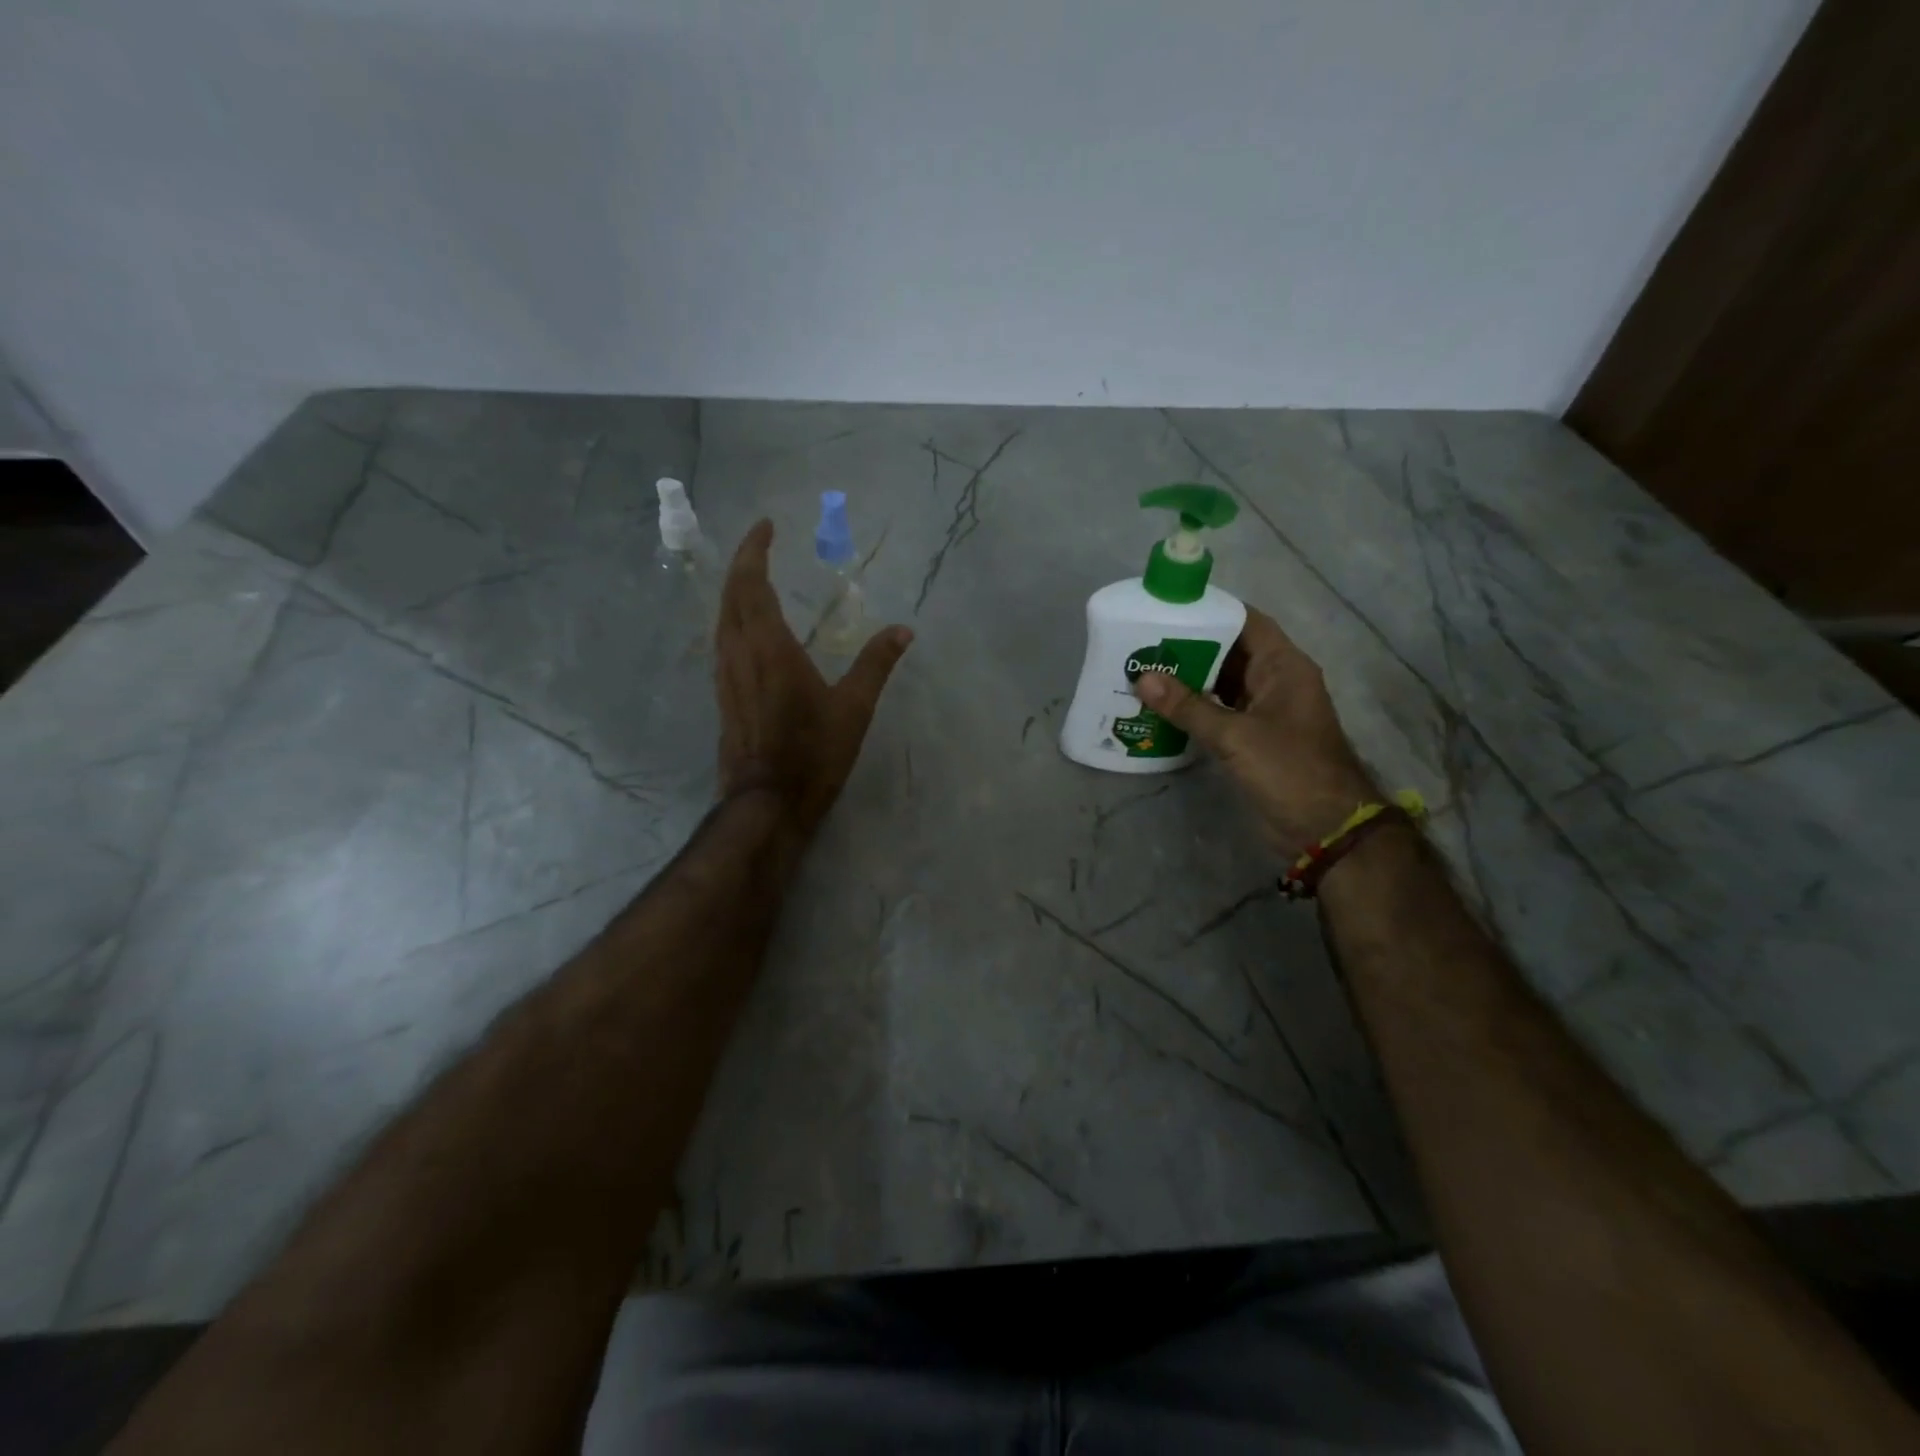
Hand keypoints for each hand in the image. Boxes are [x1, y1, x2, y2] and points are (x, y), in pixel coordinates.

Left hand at [715, 520, 912, 833]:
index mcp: (769, 647)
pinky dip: (733, 619)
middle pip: (731, 595)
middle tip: (761, 544)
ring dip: (735, 591)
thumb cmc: (813, 753)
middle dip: (744, 564)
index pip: (753, 584)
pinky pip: (723, 641)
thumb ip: (876, 664)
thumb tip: (904, 629)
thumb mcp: (854, 708)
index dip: (755, 550)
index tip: (766, 525)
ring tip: (755, 578)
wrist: (768, 802)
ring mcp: (725, 675)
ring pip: (721, 618)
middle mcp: (738, 653)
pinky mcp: (723, 695)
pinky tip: (748, 628)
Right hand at [1134, 608, 1377, 847]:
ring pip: (1222, 684)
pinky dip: (1194, 709)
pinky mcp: (1254, 739)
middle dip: (1189, 647)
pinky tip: (1160, 708)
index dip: (1210, 612)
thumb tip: (1143, 678)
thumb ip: (1188, 706)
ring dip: (1188, 680)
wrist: (1325, 829)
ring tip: (1143, 671)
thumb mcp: (1234, 736)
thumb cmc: (1288, 770)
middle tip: (1143, 642)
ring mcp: (1265, 711)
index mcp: (1284, 667)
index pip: (1246, 623)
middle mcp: (1275, 682)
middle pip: (1229, 652)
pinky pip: (1219, 712)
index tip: (1168, 608)